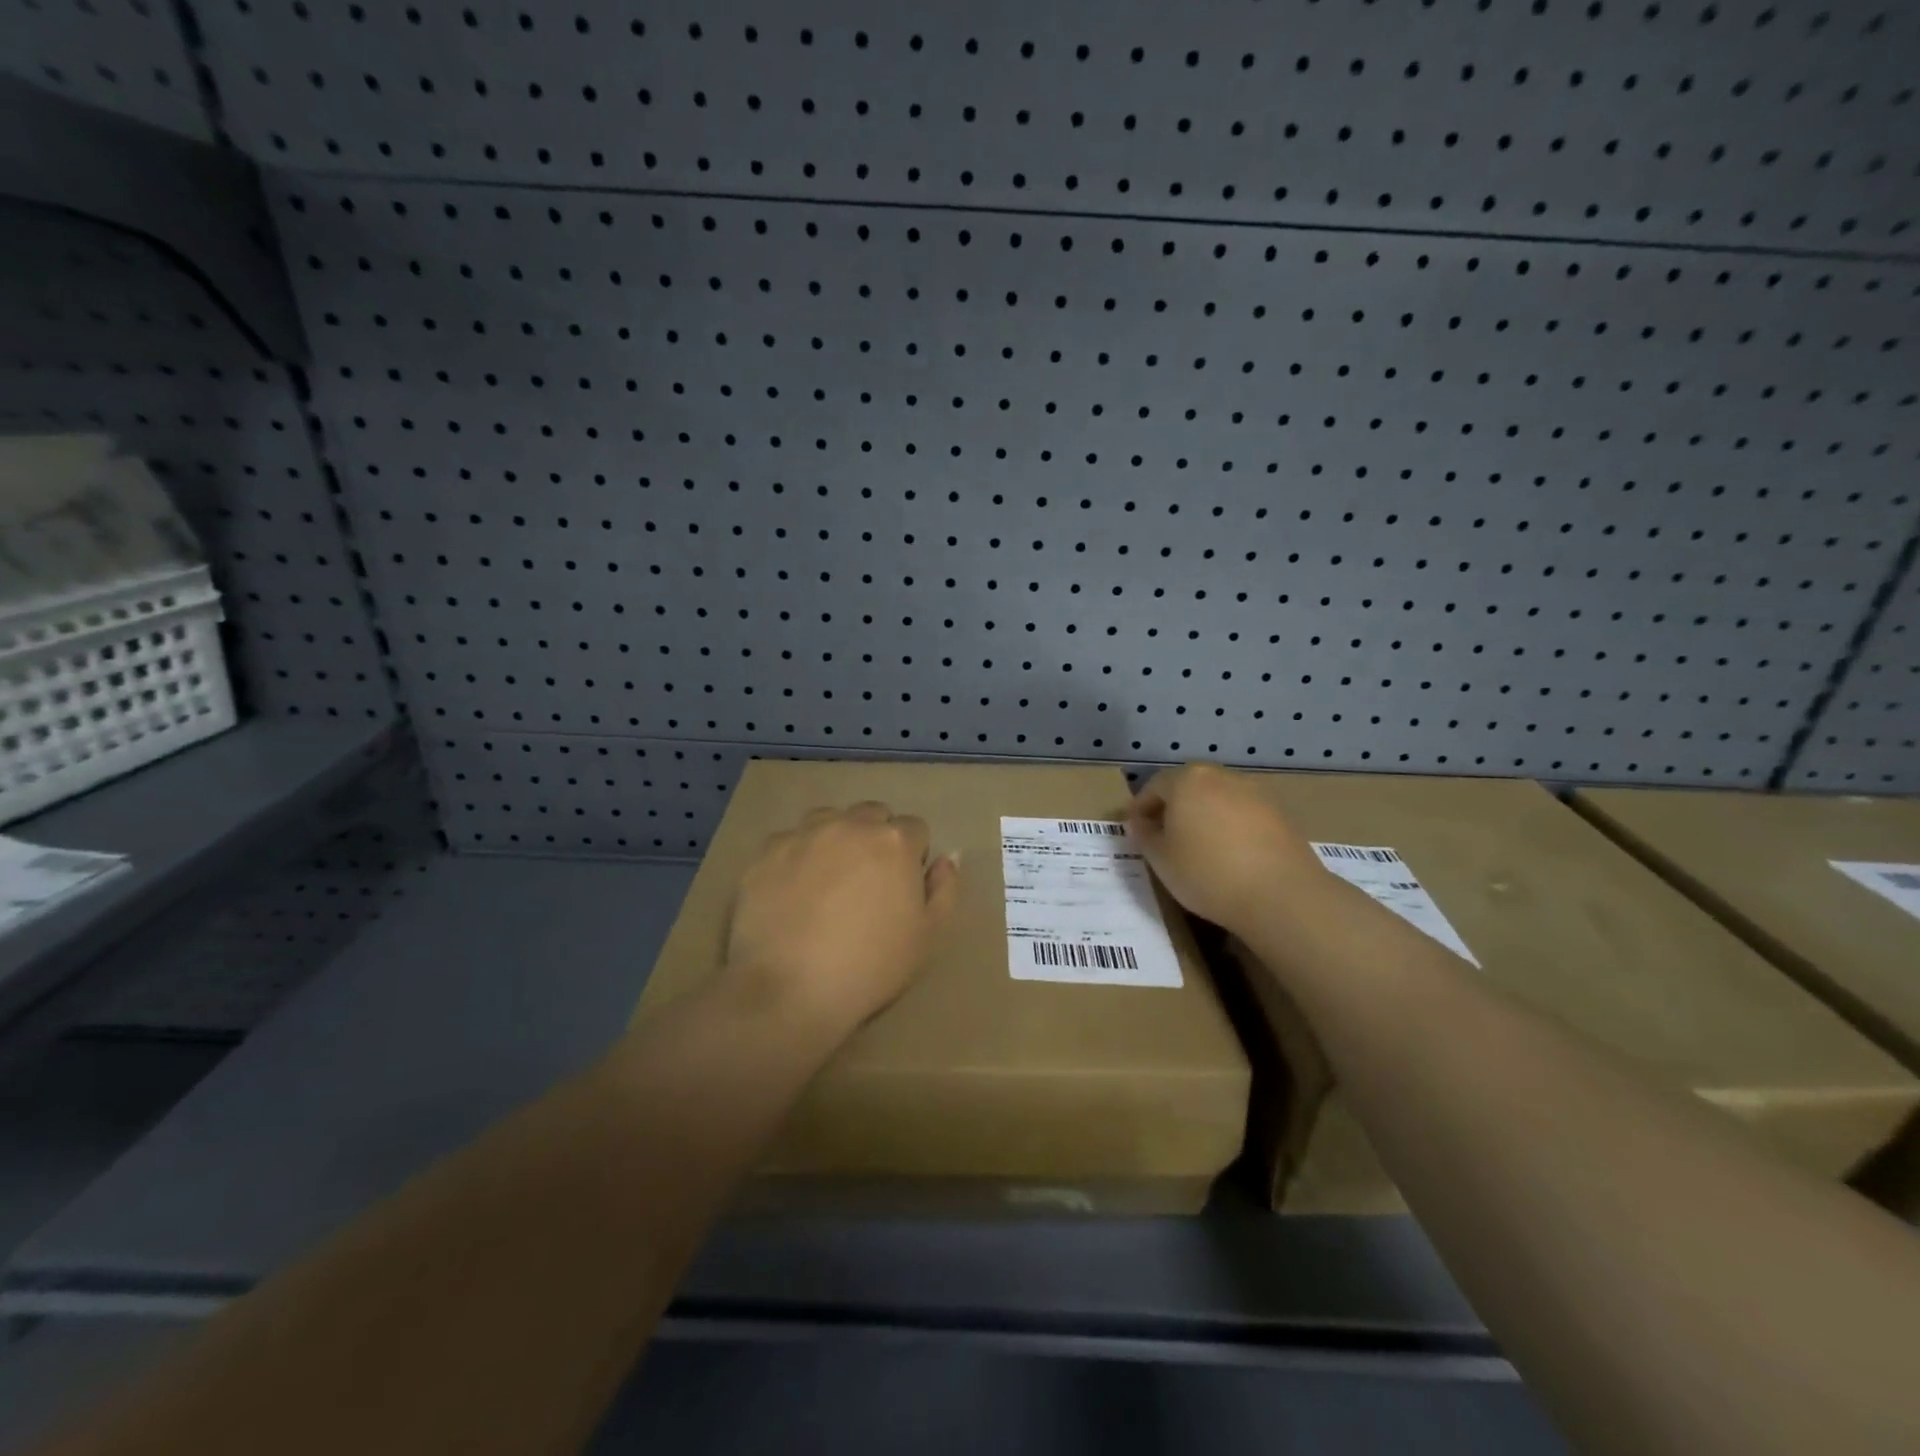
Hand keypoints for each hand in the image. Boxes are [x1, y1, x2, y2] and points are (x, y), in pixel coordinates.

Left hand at [722, 801, 961, 1036]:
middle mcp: (849, 824)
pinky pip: (789, 842)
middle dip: (875, 838)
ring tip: (827, 882)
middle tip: (866, 883)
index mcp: (894, 841)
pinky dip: (796, 858)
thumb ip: (945, 888)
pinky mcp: (766, 852)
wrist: (791, 990)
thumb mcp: (928, 936)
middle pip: (871, 815)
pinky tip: (792, 894)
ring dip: (836, 839)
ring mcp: (803, 834)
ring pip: (828, 820)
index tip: (902, 888)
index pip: (914, 829)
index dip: (912, 857)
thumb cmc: (871, 966)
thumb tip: (949, 857)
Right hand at [1126, 764, 1322, 935]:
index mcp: (1187, 780)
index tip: (1134, 830)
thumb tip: (1139, 822)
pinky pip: (1242, 814)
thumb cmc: (1207, 873)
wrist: (1280, 895)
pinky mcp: (1279, 813)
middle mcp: (1221, 776)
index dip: (1140, 808)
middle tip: (1163, 837)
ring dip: (1203, 816)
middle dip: (1172, 808)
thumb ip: (1144, 835)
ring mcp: (1254, 793)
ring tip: (1197, 847)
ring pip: (1217, 799)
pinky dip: (1229, 827)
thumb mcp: (1160, 859)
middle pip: (1188, 787)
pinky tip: (1228, 854)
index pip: (1154, 786)